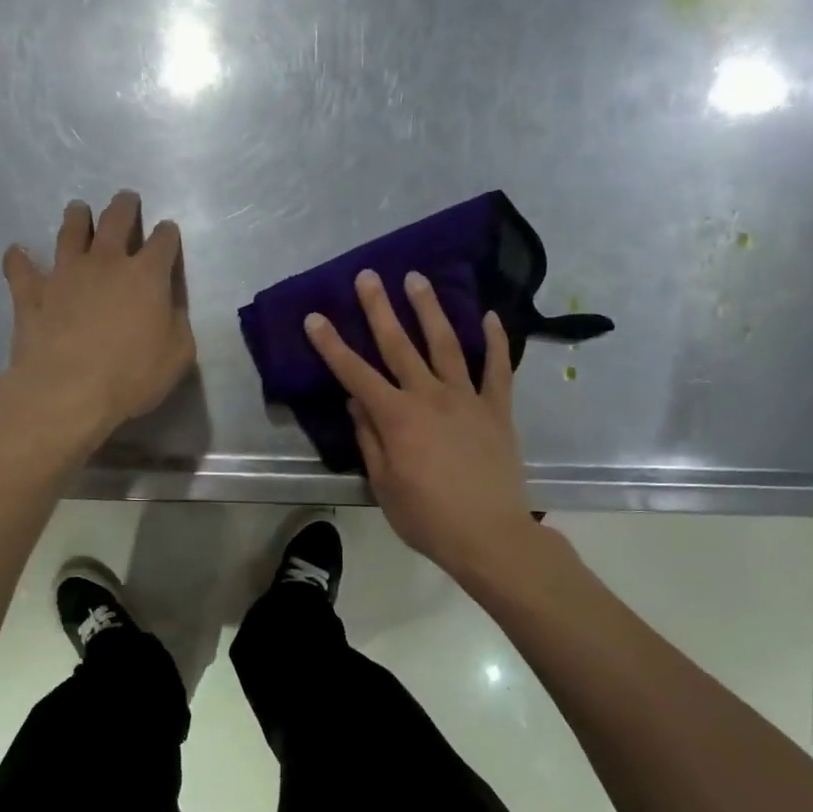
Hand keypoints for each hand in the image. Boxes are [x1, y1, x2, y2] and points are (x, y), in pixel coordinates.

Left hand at [0, 191, 195, 450]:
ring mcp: (64, 274)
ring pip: (70, 232)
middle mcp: (106, 262)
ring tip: (78, 210)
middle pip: (115, 220)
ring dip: (76, 218)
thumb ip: (177, 323)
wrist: (68, 390)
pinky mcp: (31, 293)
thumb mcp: (178, 355)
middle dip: (124, 207)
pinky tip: (17, 252)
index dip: (167, 234)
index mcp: (147, 275)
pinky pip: (20, 268)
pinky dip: (19, 259)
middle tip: (126, 199)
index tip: (167, 232)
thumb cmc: (132, 375)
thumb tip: (170, 305)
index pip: (163, 242)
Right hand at [305, 269, 537, 581]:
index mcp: (396, 417)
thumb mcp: (383, 484)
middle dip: (379, 309)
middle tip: (368, 276)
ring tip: (417, 279)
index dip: (332, 345)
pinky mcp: (497, 409)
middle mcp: (430, 397)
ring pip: (446, 345)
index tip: (315, 317)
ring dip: (430, 310)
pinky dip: (494, 341)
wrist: (489, 535)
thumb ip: (369, 438)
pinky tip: (489, 316)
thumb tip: (355, 401)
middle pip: (399, 345)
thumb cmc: (427, 516)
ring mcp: (467, 399)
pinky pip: (497, 369)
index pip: (355, 373)